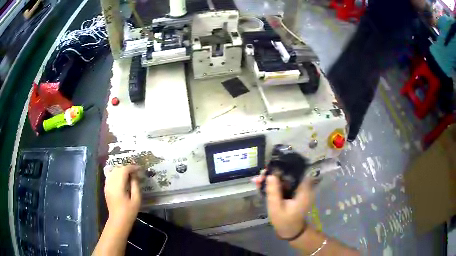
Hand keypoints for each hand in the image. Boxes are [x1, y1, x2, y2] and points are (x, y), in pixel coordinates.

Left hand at [104, 165, 141, 227]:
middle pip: (118, 169)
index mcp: (118, 186)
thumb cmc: (129, 212)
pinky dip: (116, 174)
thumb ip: (135, 186)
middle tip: (136, 172)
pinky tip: (122, 179)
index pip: (124, 170)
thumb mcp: (136, 200)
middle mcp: (111, 183)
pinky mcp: (106, 188)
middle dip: (127, 168)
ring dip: (121, 170)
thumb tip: (135, 176)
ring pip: (113, 171)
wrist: (118, 221)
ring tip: (129, 174)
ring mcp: (107, 185)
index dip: (132, 167)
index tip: (139, 169)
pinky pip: (110, 176)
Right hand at [253, 172, 314, 238]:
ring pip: (285, 179)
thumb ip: (273, 191)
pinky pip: (284, 185)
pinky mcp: (294, 193)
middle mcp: (303, 187)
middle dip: (273, 174)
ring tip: (257, 181)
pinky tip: (262, 186)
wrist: (290, 231)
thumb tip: (270, 175)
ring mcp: (298, 190)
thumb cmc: (284, 221)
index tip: (268, 171)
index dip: (281, 169)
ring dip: (272, 180)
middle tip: (259, 177)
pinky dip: (274, 185)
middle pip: (288, 175)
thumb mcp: (276, 208)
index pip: (295, 172)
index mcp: (303, 190)